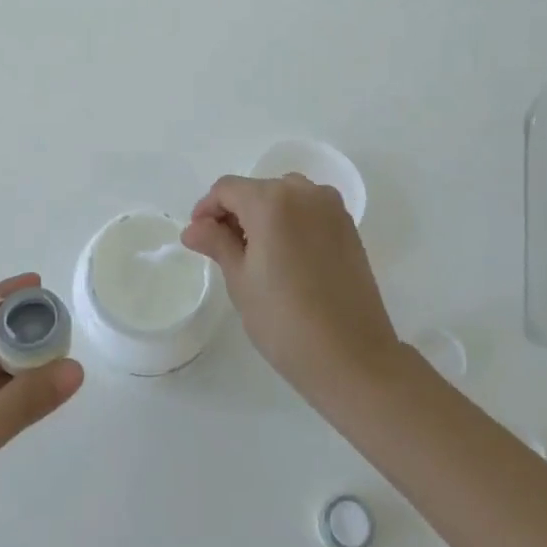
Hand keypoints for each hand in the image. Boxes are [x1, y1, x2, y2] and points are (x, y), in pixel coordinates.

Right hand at [182, 174, 403, 404]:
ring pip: (285, 197)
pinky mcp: (349, 227)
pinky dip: (291, 222)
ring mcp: (331, 208)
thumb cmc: (285, 320)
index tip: (198, 238)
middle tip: (224, 251)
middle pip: (257, 190)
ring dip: (264, 216)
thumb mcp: (240, 281)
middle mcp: (304, 192)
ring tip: (256, 255)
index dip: (207, 209)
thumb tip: (194, 228)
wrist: (352, 357)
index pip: (227, 189)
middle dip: (235, 213)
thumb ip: (216, 243)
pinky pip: (309, 211)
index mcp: (272, 201)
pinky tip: (286, 258)